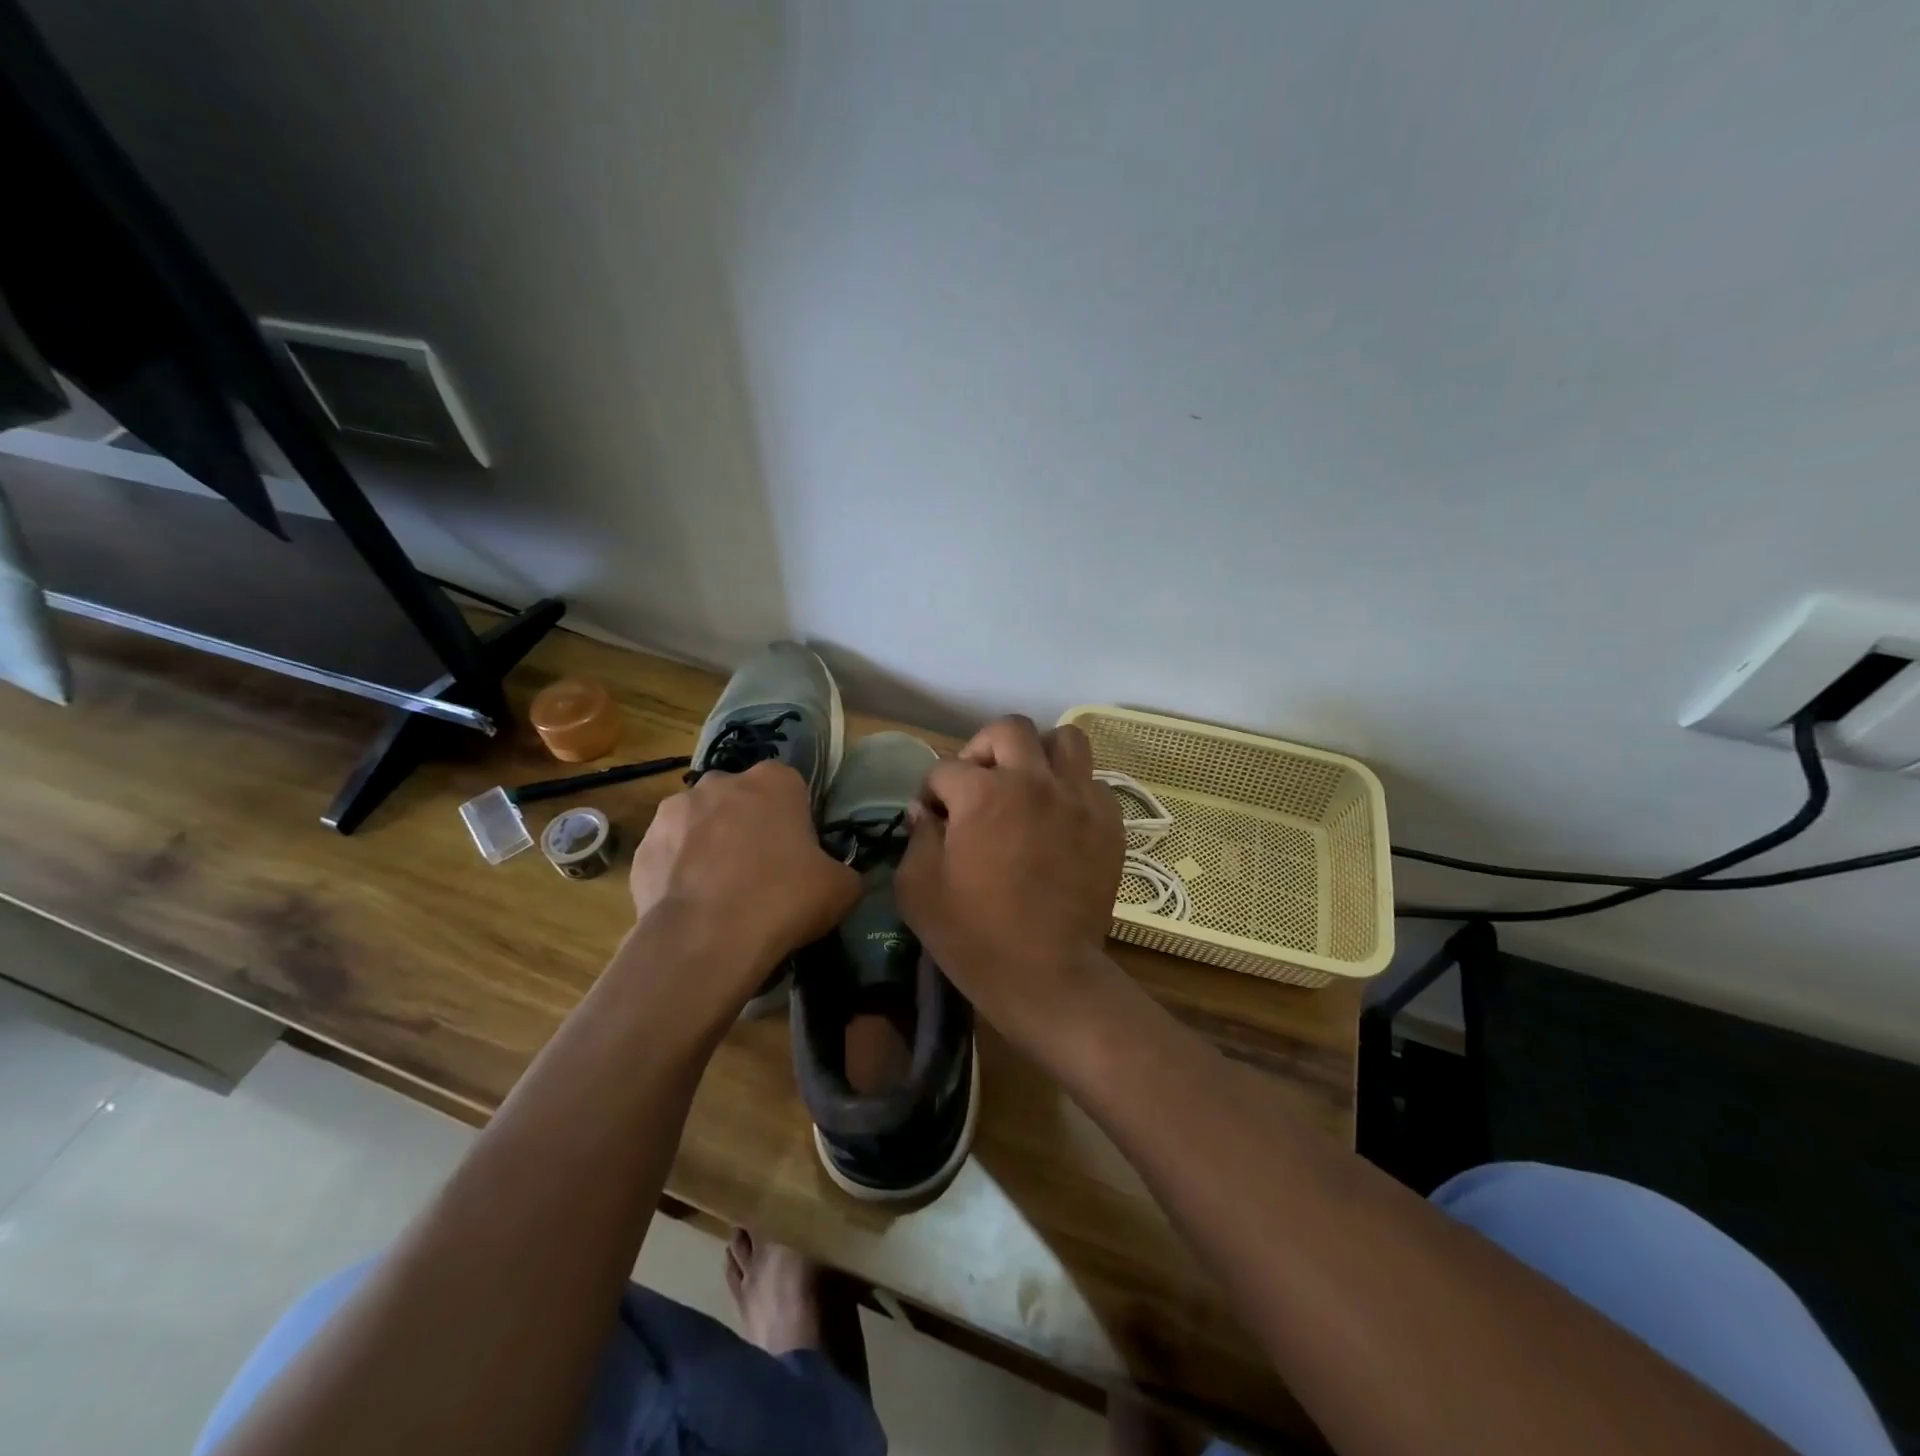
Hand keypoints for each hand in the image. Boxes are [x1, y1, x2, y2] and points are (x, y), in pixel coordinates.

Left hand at [628, 761, 859, 1002]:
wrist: (707, 939)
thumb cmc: (783, 898)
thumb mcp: (841, 888)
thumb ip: (843, 871)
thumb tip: (836, 877)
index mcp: (774, 781)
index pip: (791, 789)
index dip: (795, 822)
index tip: (798, 855)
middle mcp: (720, 782)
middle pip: (740, 800)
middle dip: (747, 827)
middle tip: (761, 873)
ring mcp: (674, 811)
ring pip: (700, 824)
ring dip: (709, 846)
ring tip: (721, 894)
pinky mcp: (643, 846)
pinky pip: (669, 855)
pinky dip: (679, 873)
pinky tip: (692, 907)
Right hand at [896, 716, 1125, 1048]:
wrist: (1047, 976)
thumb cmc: (974, 936)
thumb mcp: (919, 891)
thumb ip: (917, 838)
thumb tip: (924, 812)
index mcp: (983, 794)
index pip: (947, 768)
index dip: (931, 791)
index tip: (933, 817)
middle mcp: (1034, 782)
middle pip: (1009, 729)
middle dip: (983, 748)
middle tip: (977, 783)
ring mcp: (1077, 799)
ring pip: (1064, 740)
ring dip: (1039, 754)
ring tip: (1027, 785)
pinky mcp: (1108, 823)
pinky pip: (1092, 783)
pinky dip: (1072, 790)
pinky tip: (1059, 819)